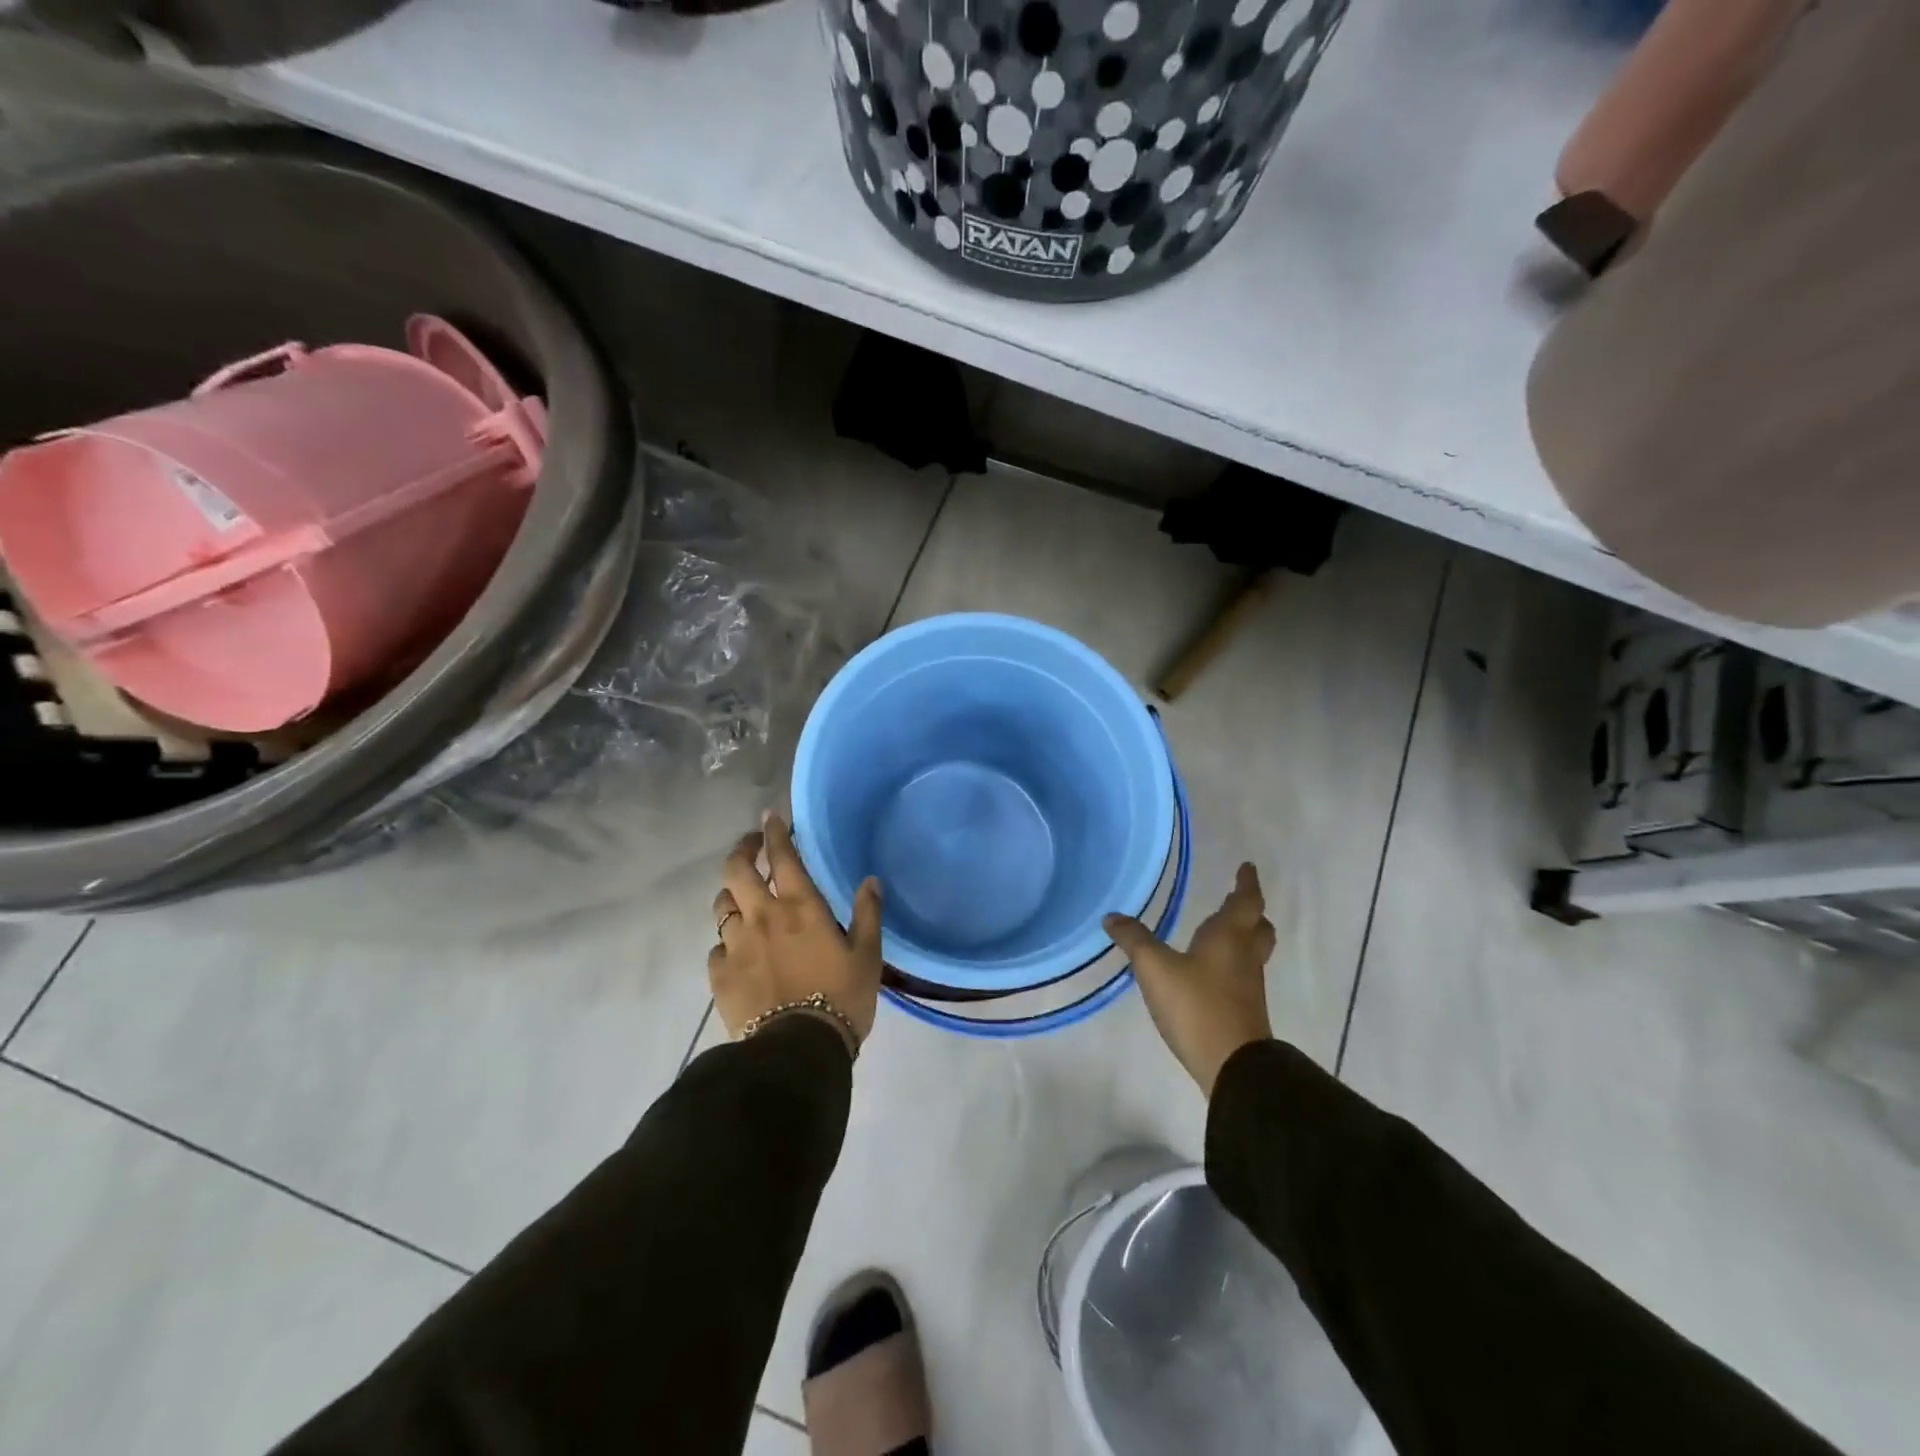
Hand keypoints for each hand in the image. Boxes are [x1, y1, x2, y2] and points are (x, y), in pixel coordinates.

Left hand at [708, 813, 883, 1053]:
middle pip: (736, 870)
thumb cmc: (841, 998)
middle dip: (741, 851)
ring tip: (743, 899)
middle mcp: (762, 917)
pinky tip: (738, 952)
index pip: (782, 856)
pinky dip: (727, 942)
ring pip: (721, 905)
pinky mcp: (719, 975)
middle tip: (751, 847)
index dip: (775, 832)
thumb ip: (868, 914)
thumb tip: (870, 880)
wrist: (797, 1050)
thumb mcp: (868, 956)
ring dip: (732, 895)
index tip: (771, 817)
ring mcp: (736, 945)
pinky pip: (717, 947)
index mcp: (800, 907)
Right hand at [1105, 863, 1275, 1095]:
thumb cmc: (1197, 1005)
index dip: (1246, 883)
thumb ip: (1134, 940)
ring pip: (1253, 952)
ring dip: (1243, 938)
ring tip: (1222, 933)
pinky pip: (1243, 975)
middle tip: (1236, 901)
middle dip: (1250, 912)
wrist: (1233, 1066)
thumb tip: (1112, 917)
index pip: (1245, 901)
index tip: (1247, 867)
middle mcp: (1245, 956)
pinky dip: (1233, 964)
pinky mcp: (1245, 1011)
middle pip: (1258, 927)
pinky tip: (1211, 972)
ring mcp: (1248, 986)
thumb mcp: (1155, 968)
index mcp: (1229, 937)